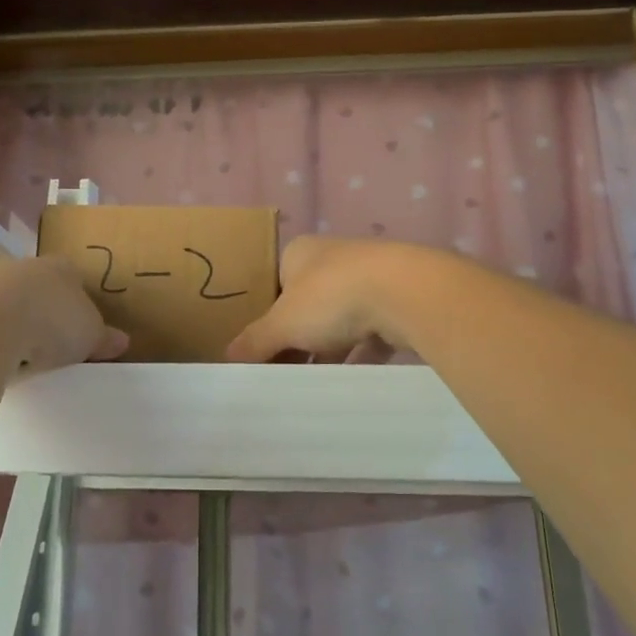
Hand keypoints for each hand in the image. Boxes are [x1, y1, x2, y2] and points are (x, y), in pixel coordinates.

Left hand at [0, 255, 128, 371]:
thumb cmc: (53, 322)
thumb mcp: (90, 336)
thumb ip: (104, 337)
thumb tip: (121, 341)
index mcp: (63, 268)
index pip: (76, 279)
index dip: (80, 303)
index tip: (81, 330)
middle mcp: (26, 266)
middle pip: (39, 289)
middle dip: (44, 312)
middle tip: (51, 345)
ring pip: (7, 303)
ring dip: (13, 324)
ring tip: (20, 357)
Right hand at [226, 236, 425, 362]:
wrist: (407, 293)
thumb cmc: (332, 297)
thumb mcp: (283, 324)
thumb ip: (255, 341)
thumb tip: (228, 357)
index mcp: (300, 253)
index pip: (275, 285)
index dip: (266, 317)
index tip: (260, 350)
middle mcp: (334, 258)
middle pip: (306, 304)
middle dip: (297, 337)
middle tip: (284, 371)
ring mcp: (369, 277)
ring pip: (340, 319)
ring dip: (328, 348)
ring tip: (312, 382)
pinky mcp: (396, 300)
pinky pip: (371, 332)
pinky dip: (360, 354)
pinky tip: (350, 380)